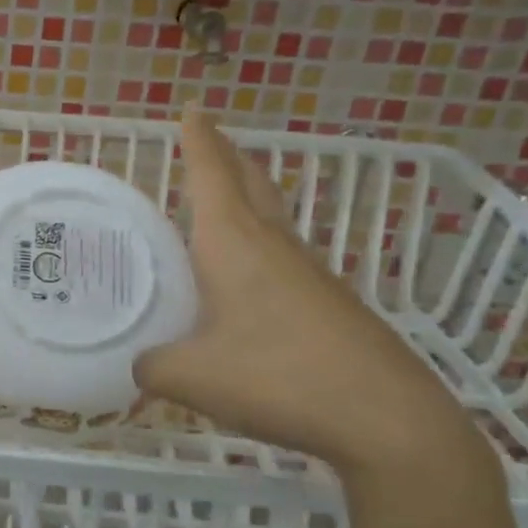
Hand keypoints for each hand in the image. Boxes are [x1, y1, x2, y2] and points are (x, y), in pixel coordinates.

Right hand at [135, 110, 491, 489]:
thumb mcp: (190, 377)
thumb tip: (141, 365)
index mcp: (234, 243)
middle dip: (227, 156)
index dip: (199, 139)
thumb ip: (151, 365)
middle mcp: (273, 245)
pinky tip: (244, 280)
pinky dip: (259, 246)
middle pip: (250, 182)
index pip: (213, 173)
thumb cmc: (277, 378)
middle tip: (206, 141)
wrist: (386, 419)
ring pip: (272, 218)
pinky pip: (284, 256)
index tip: (193, 108)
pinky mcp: (330, 303)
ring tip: (217, 207)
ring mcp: (309, 273)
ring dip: (246, 199)